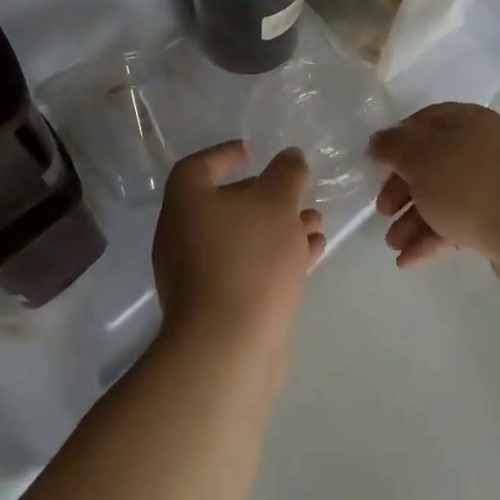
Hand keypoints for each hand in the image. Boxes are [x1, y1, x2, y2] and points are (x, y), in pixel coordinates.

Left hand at [153, 141, 325, 359]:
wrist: (229, 348)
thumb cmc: (249, 259)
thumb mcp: (277, 203)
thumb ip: (286, 173)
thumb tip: (289, 157)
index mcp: (186, 203)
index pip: (198, 166)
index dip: (225, 155)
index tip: (253, 151)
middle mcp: (182, 236)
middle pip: (224, 204)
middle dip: (266, 196)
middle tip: (297, 192)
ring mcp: (197, 275)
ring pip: (242, 238)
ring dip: (279, 227)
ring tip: (316, 223)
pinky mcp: (217, 305)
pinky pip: (248, 268)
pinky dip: (277, 257)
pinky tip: (313, 254)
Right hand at [368, 103, 499, 284]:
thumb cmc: (469, 184)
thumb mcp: (419, 158)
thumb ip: (393, 147)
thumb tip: (379, 141)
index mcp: (467, 122)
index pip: (424, 122)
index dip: (397, 141)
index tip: (376, 165)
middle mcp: (483, 147)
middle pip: (432, 163)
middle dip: (403, 189)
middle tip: (383, 211)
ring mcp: (496, 185)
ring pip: (445, 197)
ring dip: (414, 220)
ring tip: (393, 245)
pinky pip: (460, 223)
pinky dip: (434, 238)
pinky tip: (409, 261)